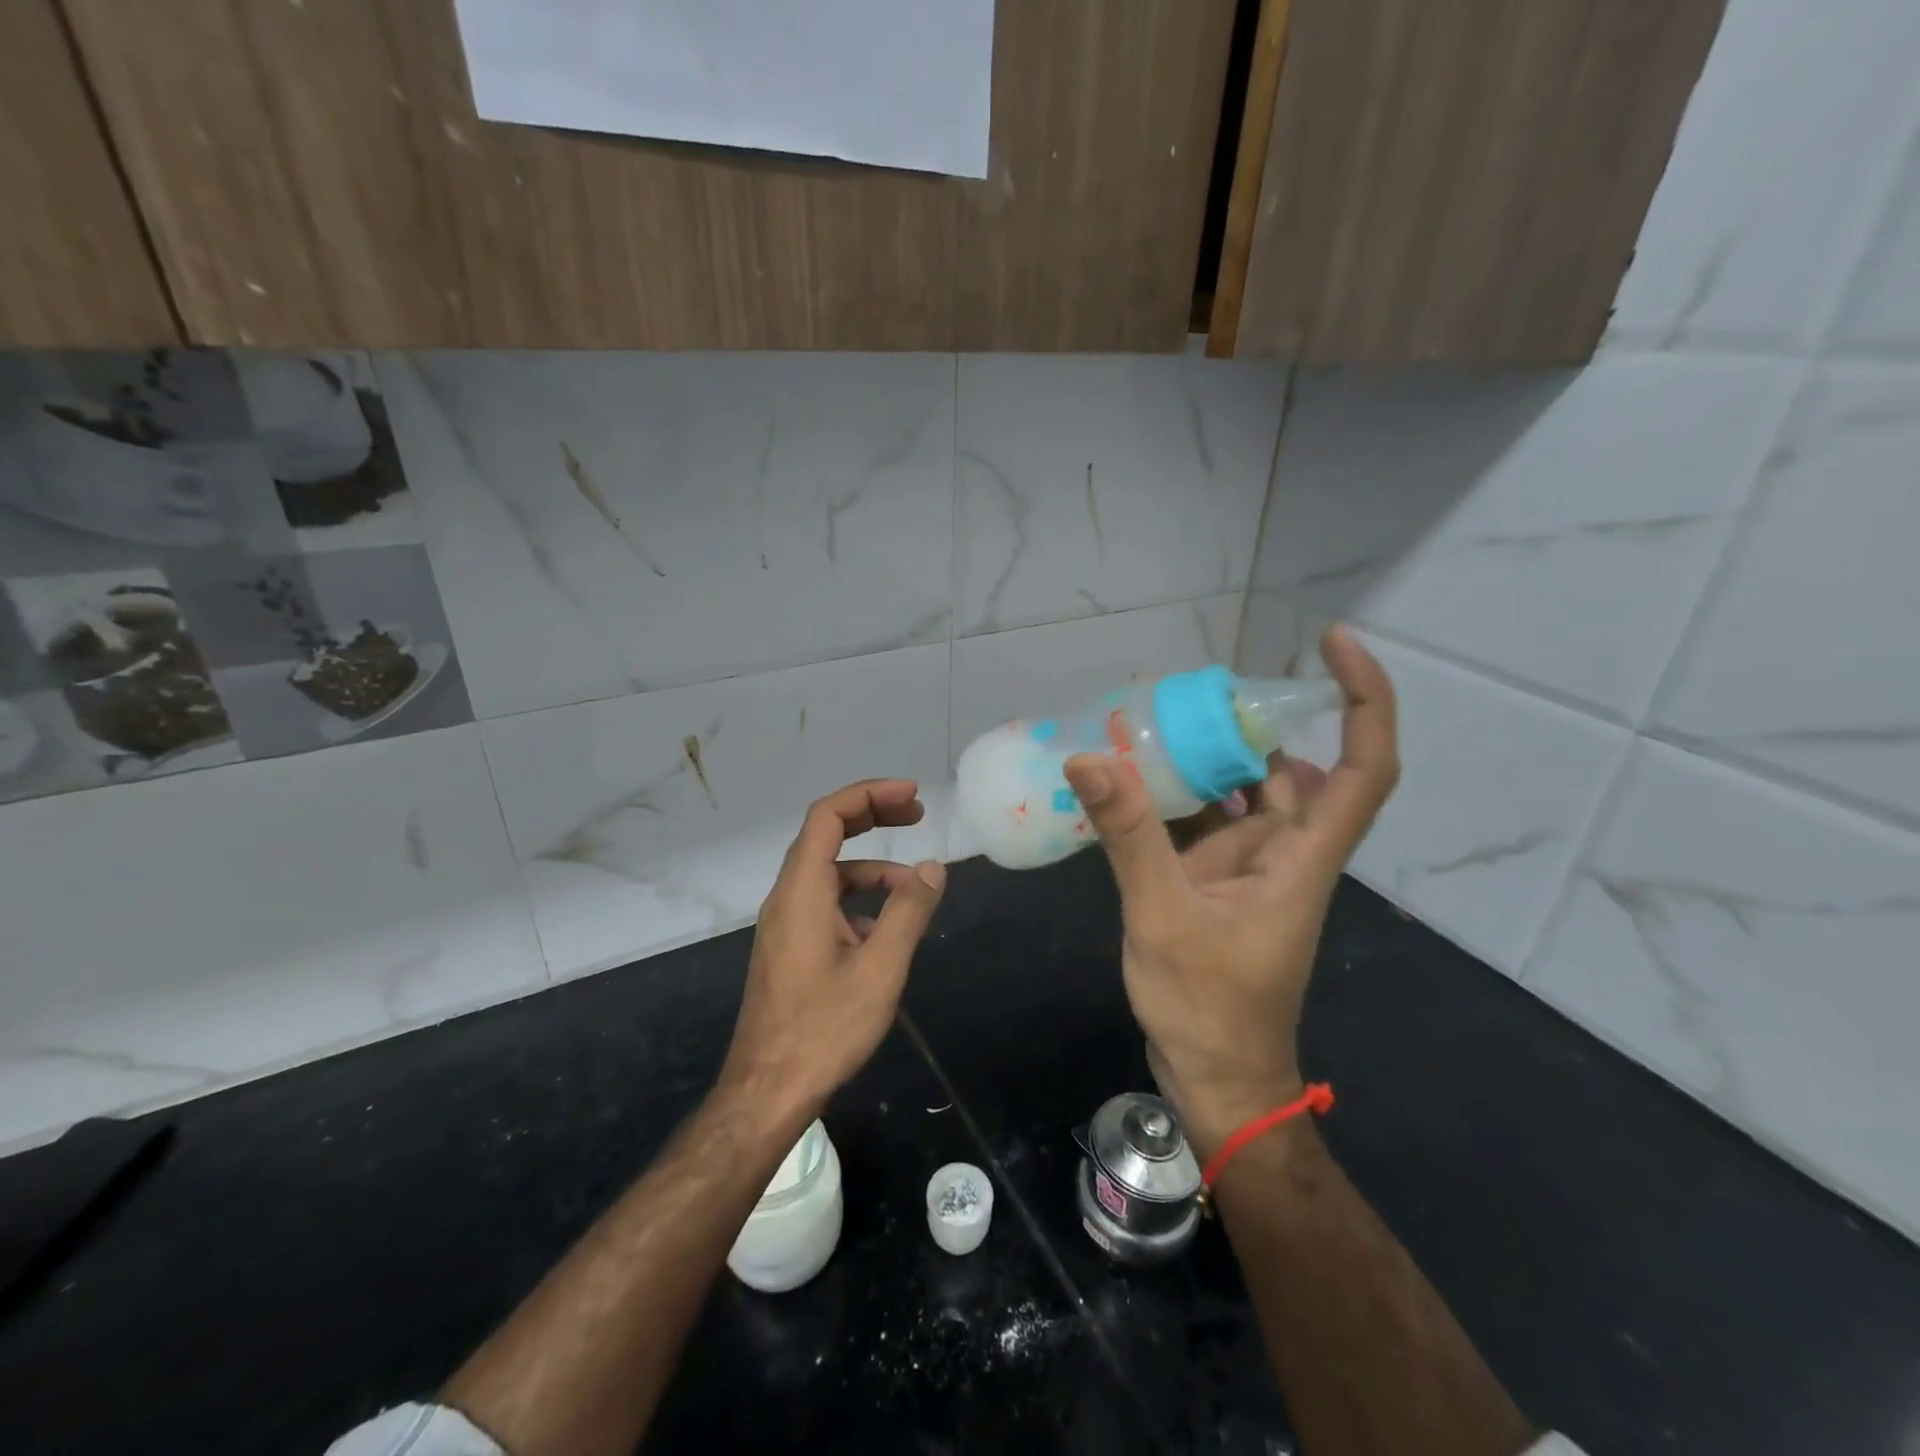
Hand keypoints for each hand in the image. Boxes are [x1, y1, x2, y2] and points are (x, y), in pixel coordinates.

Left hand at [721, 780, 946, 1119]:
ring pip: (829, 874)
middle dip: (872, 818)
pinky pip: (825, 904)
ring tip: (915, 890)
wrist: (767, 1092)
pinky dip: (858, 901)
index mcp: (801, 891)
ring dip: (872, 869)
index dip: (869, 795)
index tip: (911, 796)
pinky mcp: (789, 948)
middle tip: (917, 814)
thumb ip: (908, 912)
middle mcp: (786, 897)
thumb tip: (932, 868)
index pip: (828, 816)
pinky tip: (886, 931)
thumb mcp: (880, 969)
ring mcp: (785, 924)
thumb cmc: (824, 1029)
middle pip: (826, 835)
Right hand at [1063, 628, 1398, 1155]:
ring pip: (1242, 797)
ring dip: (1206, 762)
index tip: (1330, 643)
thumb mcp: (1164, 916)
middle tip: (1186, 695)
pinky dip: (1178, 802)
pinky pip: (1206, 827)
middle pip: (1290, 771)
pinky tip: (1131, 787)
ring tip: (1148, 728)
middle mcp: (1287, 854)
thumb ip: (1131, 836)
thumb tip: (1090, 759)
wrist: (1218, 1081)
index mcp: (1302, 857)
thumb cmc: (1210, 1008)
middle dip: (1247, 726)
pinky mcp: (1220, 887)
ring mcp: (1253, 871)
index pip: (1362, 766)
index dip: (1362, 698)